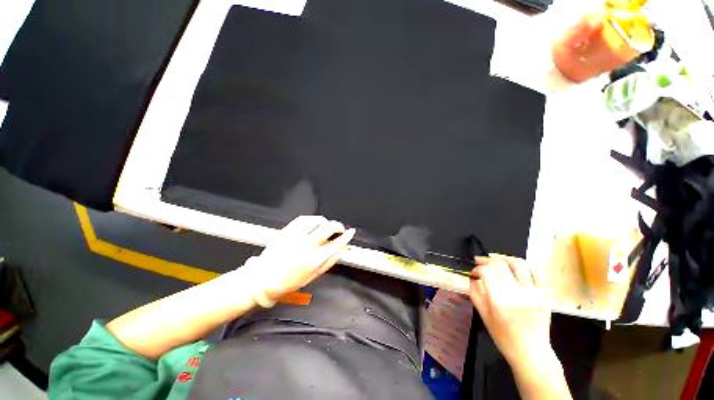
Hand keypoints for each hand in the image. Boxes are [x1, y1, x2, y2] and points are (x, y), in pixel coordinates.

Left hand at [247, 215, 355, 299]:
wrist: (261, 280)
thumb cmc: (286, 282)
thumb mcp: (311, 277)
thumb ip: (328, 264)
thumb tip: (340, 253)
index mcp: (314, 260)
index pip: (336, 244)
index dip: (346, 237)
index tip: (350, 233)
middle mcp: (306, 246)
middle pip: (328, 228)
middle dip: (338, 225)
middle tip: (340, 228)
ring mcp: (296, 237)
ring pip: (316, 221)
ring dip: (325, 221)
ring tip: (326, 225)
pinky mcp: (287, 231)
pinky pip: (302, 219)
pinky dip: (311, 219)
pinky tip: (314, 222)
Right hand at [469, 254, 554, 372]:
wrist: (531, 352)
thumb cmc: (503, 337)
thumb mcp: (483, 316)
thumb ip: (475, 293)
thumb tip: (472, 277)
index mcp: (499, 300)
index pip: (486, 271)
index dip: (478, 268)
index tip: (474, 272)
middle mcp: (516, 293)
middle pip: (500, 264)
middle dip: (488, 260)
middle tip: (482, 263)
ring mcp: (533, 293)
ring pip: (518, 263)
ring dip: (504, 259)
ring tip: (497, 261)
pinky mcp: (543, 294)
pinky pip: (534, 272)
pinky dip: (522, 266)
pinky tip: (514, 267)